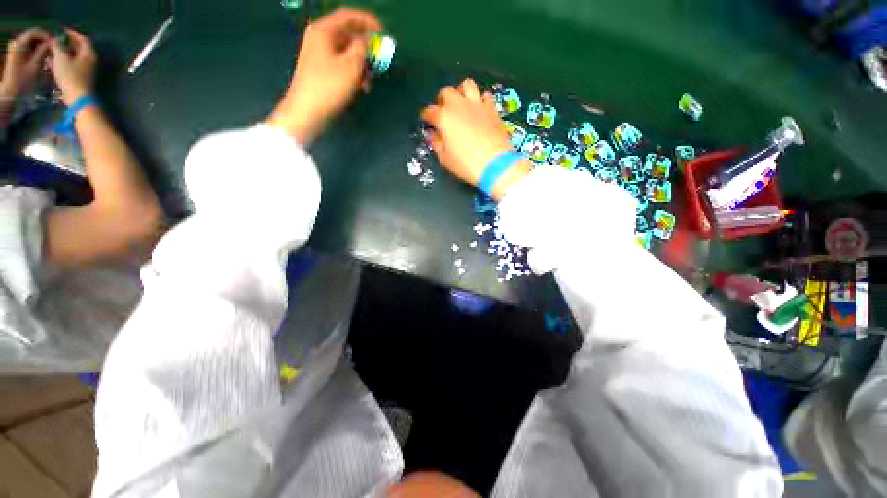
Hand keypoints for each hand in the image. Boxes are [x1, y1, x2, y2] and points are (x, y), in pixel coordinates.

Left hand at [1, 28, 50, 99]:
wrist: (10, 89)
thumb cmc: (22, 80)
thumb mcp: (34, 65)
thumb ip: (42, 52)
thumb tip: (51, 42)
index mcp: (19, 44)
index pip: (35, 32)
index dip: (46, 35)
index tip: (55, 42)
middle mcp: (17, 42)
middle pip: (33, 35)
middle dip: (44, 40)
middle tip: (54, 47)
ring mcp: (16, 47)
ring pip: (32, 40)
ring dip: (41, 44)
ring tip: (50, 52)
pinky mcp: (18, 52)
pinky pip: (30, 46)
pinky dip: (37, 48)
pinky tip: (43, 55)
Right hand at [47, 29, 96, 105]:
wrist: (78, 97)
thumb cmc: (70, 76)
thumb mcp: (61, 58)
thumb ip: (57, 46)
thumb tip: (54, 40)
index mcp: (89, 53)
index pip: (83, 39)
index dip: (73, 33)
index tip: (63, 30)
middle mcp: (91, 60)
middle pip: (80, 47)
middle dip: (68, 42)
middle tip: (57, 39)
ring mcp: (88, 69)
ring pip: (76, 56)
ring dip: (65, 52)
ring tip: (54, 49)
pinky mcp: (82, 77)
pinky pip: (74, 65)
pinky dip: (65, 61)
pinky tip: (56, 61)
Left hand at [266, 8, 381, 144]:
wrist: (307, 111)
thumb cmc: (329, 87)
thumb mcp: (351, 66)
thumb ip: (363, 48)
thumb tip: (370, 40)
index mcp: (324, 31)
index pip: (350, 16)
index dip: (369, 23)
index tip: (384, 36)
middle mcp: (321, 38)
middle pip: (349, 35)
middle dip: (367, 50)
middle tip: (378, 64)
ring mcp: (320, 55)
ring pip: (348, 53)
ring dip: (362, 65)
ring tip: (369, 82)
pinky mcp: (322, 70)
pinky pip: (343, 65)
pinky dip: (354, 73)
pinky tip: (361, 87)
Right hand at [421, 79, 531, 199]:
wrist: (496, 164)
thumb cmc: (466, 164)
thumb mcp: (445, 159)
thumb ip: (437, 144)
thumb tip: (433, 135)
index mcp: (444, 118)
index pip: (429, 111)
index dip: (426, 117)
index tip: (427, 122)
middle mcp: (459, 105)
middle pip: (447, 92)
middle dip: (442, 100)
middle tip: (444, 112)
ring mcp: (477, 104)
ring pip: (467, 85)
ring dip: (461, 92)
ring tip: (462, 105)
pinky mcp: (492, 109)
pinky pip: (485, 96)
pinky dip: (481, 101)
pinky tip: (480, 110)